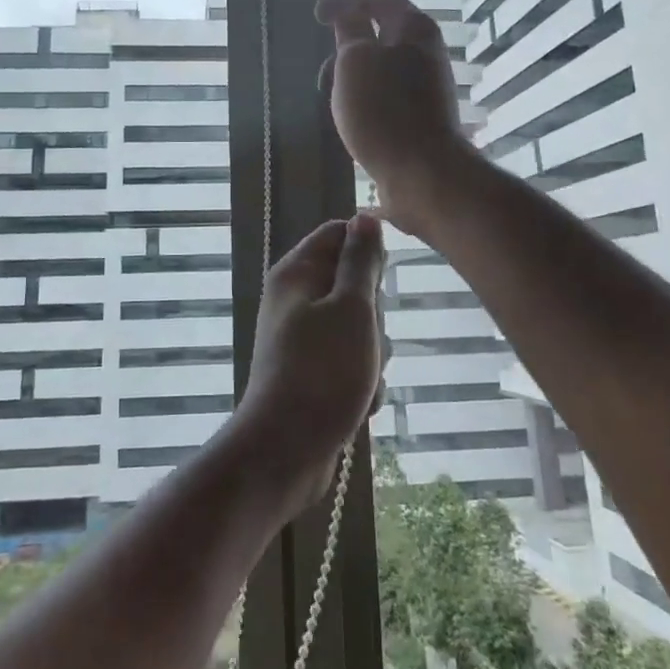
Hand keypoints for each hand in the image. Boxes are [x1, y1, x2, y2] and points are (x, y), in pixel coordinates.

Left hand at [235, 214, 386, 510]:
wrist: (287, 451)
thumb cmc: (323, 372)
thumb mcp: (352, 309)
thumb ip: (361, 261)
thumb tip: (366, 217)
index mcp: (296, 273)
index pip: (338, 234)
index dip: (367, 251)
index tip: (382, 280)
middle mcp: (296, 299)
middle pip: (354, 284)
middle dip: (374, 314)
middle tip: (367, 337)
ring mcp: (304, 338)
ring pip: (359, 327)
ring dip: (373, 353)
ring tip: (363, 377)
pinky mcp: (314, 373)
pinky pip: (352, 362)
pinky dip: (362, 380)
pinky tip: (360, 402)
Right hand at [315, 0, 471, 235]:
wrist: (422, 174)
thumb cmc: (384, 110)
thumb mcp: (355, 60)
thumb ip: (349, 31)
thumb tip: (348, 13)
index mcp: (414, 28)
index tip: (316, 15)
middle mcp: (423, 51)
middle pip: (378, 30)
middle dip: (344, 42)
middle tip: (324, 66)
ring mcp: (423, 84)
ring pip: (377, 65)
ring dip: (349, 74)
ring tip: (331, 98)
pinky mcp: (417, 114)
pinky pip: (382, 93)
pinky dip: (360, 96)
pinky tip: (347, 118)